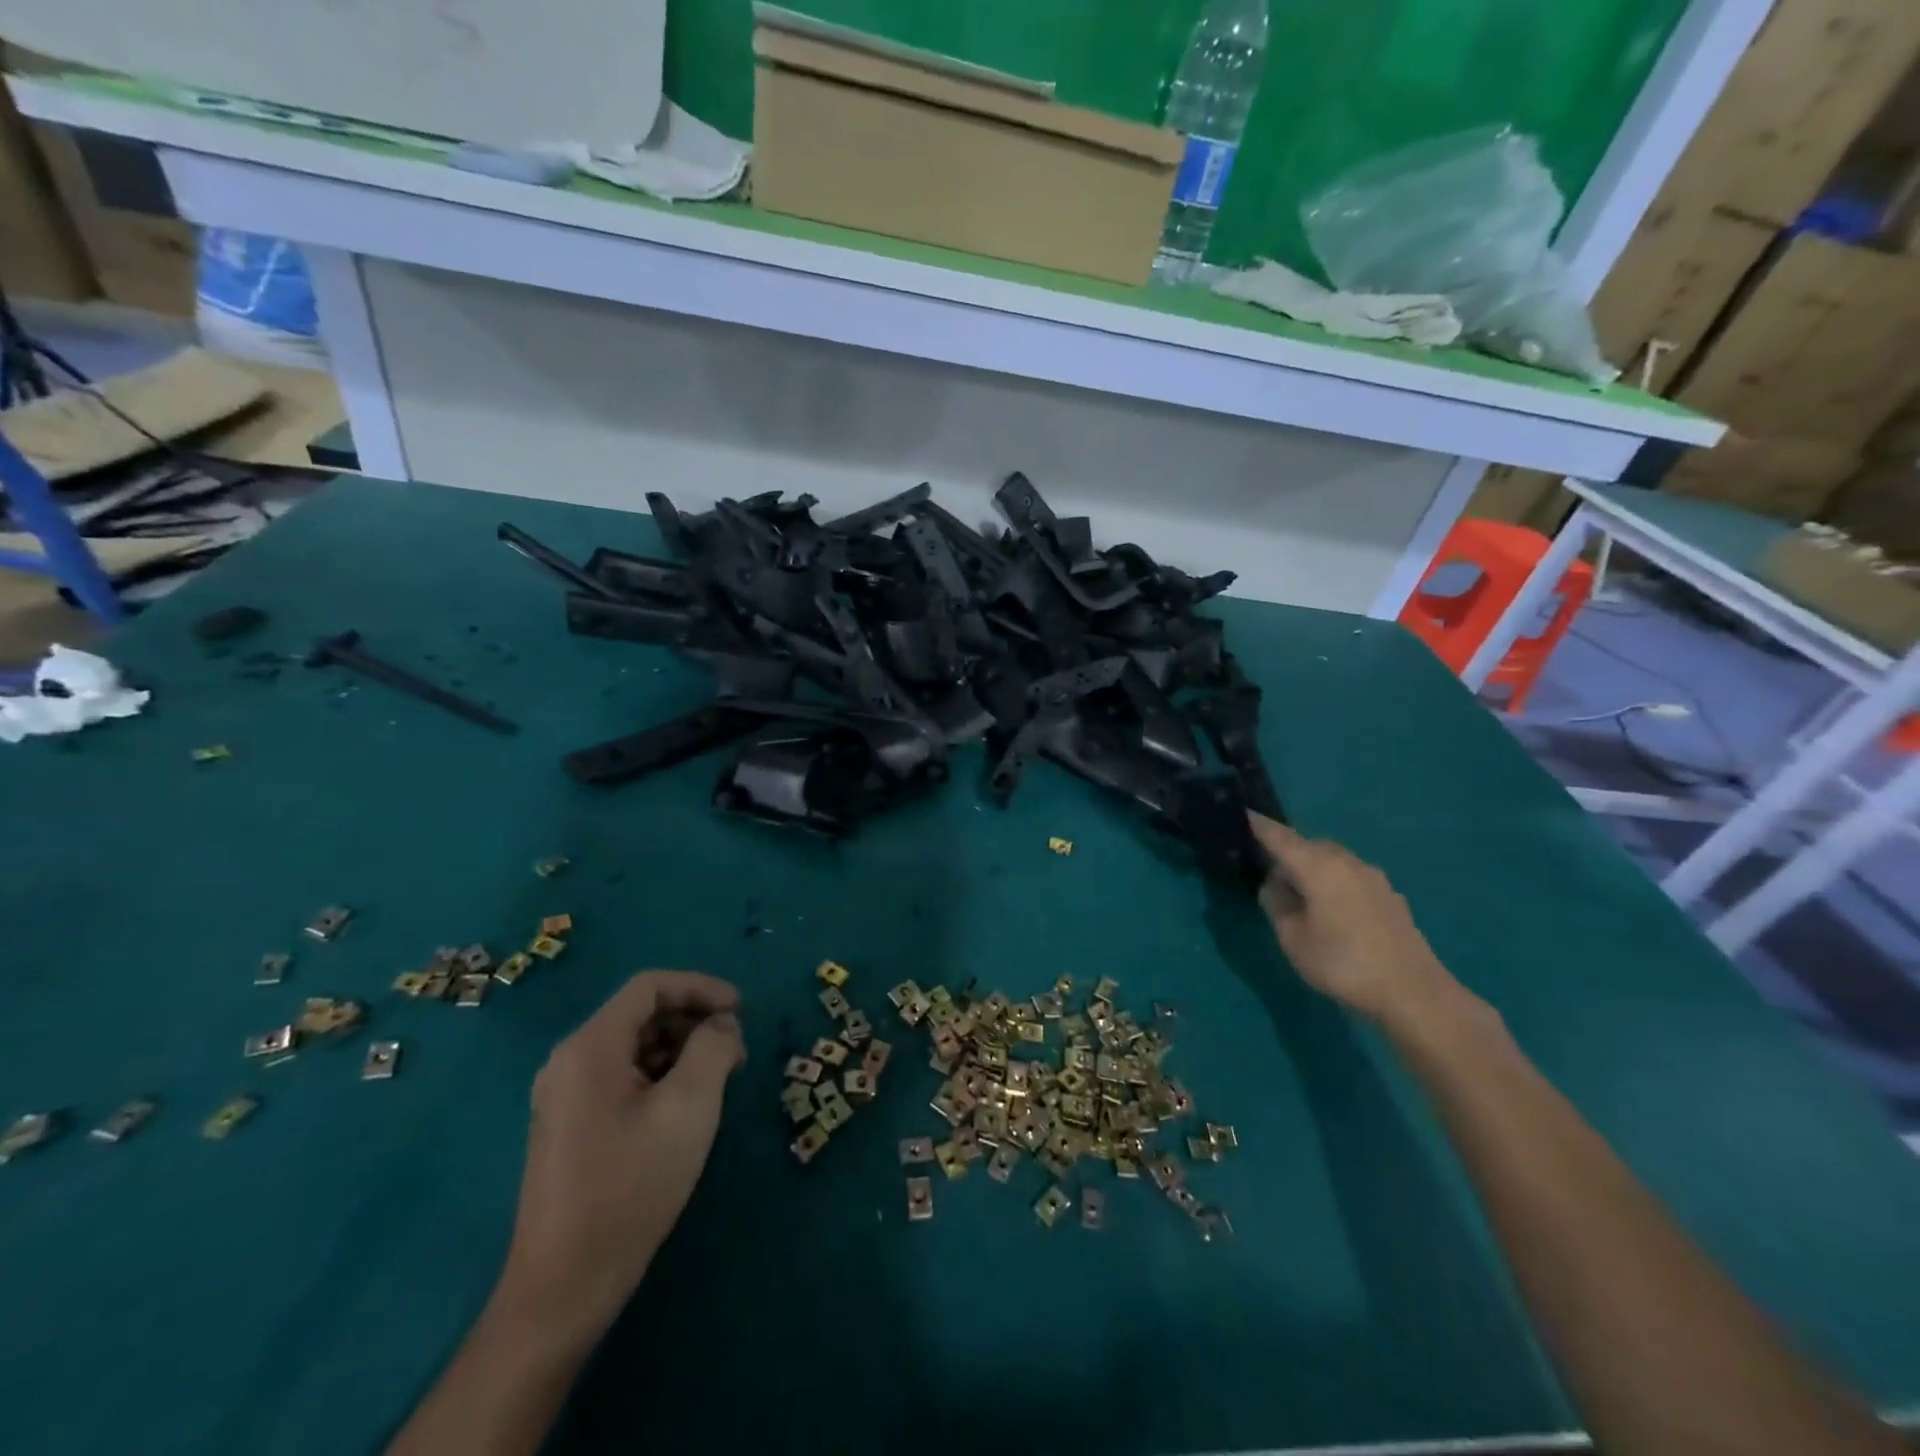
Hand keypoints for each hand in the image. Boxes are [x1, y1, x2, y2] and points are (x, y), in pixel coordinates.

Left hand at [499, 971, 744, 1340]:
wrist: (564, 1287)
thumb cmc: (631, 1186)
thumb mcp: (689, 1108)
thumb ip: (713, 1049)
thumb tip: (722, 1025)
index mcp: (590, 1047)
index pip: (650, 986)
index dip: (701, 988)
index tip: (741, 1011)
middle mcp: (569, 1061)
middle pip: (641, 1013)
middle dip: (694, 1021)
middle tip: (736, 1052)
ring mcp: (565, 1095)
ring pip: (634, 1046)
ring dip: (681, 1049)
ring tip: (718, 1080)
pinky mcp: (570, 1125)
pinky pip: (622, 1076)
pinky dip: (661, 1075)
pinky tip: (686, 1107)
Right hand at [1247, 813, 1458, 1026]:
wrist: (1414, 993)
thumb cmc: (1342, 963)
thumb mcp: (1292, 938)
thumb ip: (1276, 904)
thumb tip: (1275, 884)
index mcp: (1318, 866)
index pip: (1280, 837)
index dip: (1259, 825)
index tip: (1243, 813)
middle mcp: (1346, 862)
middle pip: (1308, 845)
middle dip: (1287, 852)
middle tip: (1269, 875)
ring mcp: (1372, 877)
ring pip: (1332, 860)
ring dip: (1312, 868)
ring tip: (1300, 896)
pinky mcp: (1389, 896)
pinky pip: (1350, 877)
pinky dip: (1333, 882)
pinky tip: (1332, 910)